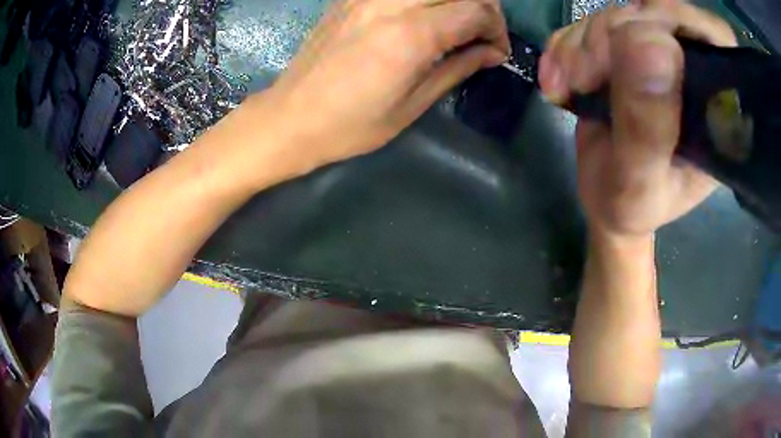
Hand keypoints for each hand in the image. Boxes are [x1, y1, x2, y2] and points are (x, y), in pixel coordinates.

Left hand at [262, 0, 509, 171]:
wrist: (290, 117)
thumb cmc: (350, 125)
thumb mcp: (412, 106)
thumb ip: (457, 69)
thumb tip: (492, 52)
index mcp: (409, 36)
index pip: (475, 10)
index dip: (497, 28)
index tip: (496, 50)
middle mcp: (389, 4)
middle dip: (483, 6)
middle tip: (480, 31)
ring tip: (454, 21)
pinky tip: (422, 15)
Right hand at [538, 1, 735, 238]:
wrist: (605, 200)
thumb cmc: (632, 207)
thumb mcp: (639, 185)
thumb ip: (648, 128)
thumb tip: (650, 44)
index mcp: (717, 109)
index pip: (715, 38)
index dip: (678, 21)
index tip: (635, 42)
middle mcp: (694, 73)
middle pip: (659, 13)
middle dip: (615, 35)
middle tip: (584, 77)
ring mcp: (659, 54)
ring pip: (622, 14)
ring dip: (584, 43)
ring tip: (568, 86)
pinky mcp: (627, 49)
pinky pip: (594, 22)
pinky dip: (568, 43)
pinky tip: (559, 79)